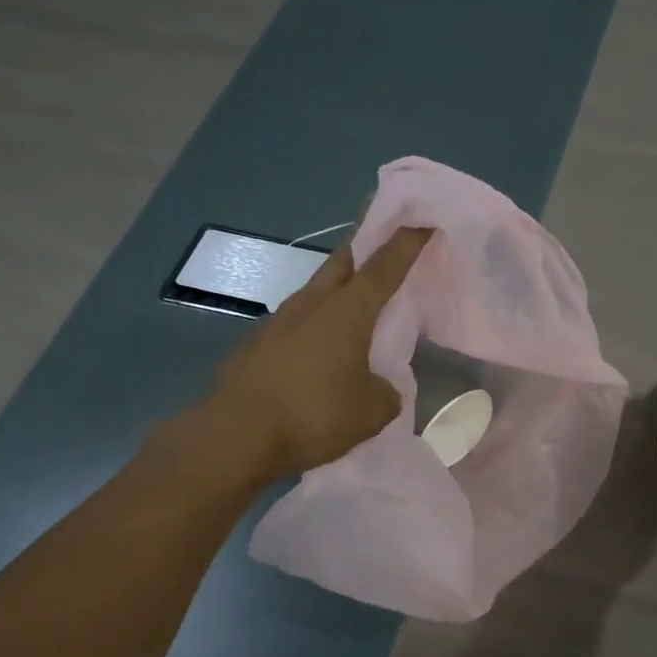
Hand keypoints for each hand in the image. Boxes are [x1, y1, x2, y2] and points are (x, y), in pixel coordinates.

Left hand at [193, 226, 433, 480]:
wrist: (235, 436)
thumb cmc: (313, 415)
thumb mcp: (371, 412)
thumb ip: (385, 393)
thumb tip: (378, 387)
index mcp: (347, 312)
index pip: (384, 267)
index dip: (406, 243)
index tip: (421, 220)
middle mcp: (312, 305)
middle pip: (343, 261)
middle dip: (364, 243)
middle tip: (380, 234)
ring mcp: (279, 321)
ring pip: (316, 290)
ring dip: (337, 286)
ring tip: (354, 300)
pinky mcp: (257, 343)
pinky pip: (296, 321)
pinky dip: (315, 322)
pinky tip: (320, 347)